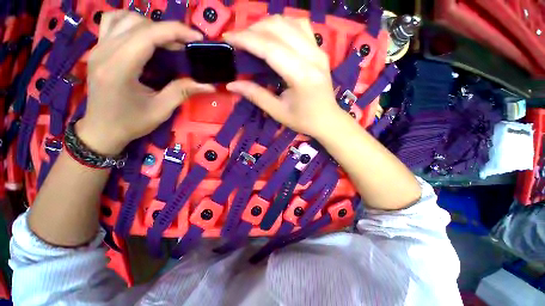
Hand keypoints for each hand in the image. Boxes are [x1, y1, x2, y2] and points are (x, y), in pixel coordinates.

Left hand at [78, 11, 214, 154]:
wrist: (101, 130)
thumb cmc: (131, 123)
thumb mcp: (161, 110)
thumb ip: (182, 91)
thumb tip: (208, 85)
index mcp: (119, 68)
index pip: (148, 35)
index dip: (176, 31)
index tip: (197, 37)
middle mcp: (105, 51)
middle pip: (139, 24)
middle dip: (167, 31)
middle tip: (185, 47)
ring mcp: (98, 48)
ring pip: (124, 18)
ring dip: (150, 25)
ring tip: (165, 41)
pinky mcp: (97, 49)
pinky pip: (112, 22)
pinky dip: (131, 22)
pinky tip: (142, 34)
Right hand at [224, 16, 345, 137]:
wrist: (328, 120)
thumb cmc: (304, 120)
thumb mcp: (278, 112)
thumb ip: (256, 95)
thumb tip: (232, 85)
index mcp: (301, 76)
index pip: (270, 48)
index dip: (246, 39)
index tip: (227, 38)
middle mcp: (312, 57)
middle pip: (279, 28)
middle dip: (253, 29)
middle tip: (238, 40)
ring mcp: (318, 51)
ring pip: (290, 22)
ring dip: (267, 25)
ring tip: (253, 37)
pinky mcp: (320, 50)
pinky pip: (301, 27)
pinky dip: (283, 26)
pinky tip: (275, 36)